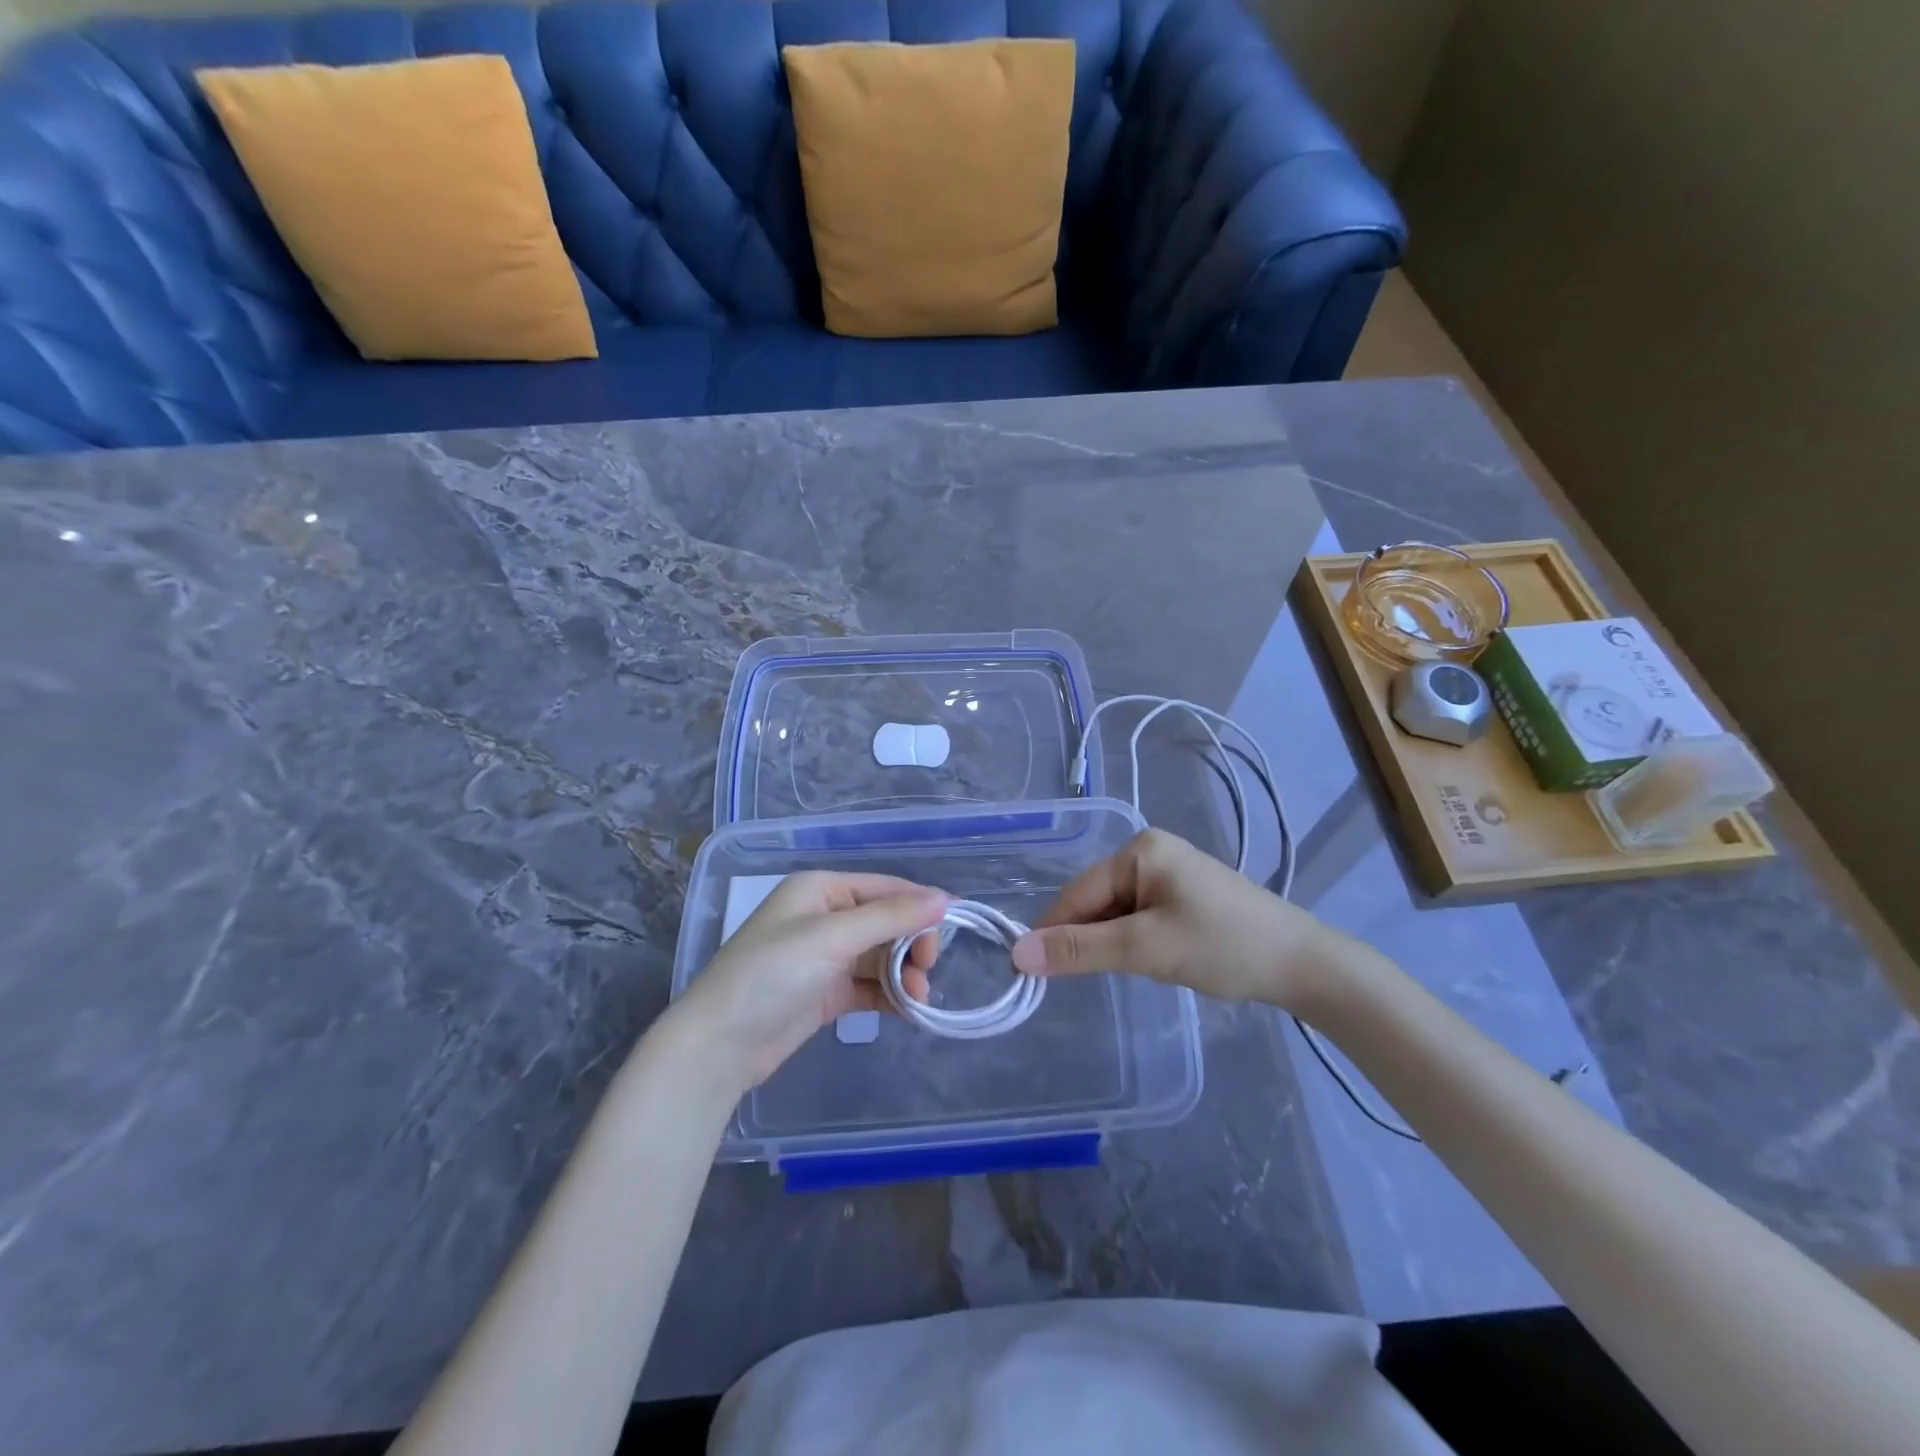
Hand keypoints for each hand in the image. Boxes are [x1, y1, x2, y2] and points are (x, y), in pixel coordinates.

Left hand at [669, 872, 947, 1089]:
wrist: (719, 1045)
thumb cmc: (773, 973)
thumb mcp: (833, 937)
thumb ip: (891, 917)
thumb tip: (945, 898)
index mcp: (821, 889)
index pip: (885, 888)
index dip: (919, 905)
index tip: (953, 929)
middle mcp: (825, 917)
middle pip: (886, 922)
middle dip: (912, 944)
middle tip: (927, 969)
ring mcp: (825, 957)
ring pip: (881, 956)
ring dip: (904, 973)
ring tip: (918, 996)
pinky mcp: (826, 993)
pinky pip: (870, 985)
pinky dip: (891, 995)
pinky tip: (909, 1009)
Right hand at [1011, 828, 1343, 1008]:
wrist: (1304, 965)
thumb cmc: (1223, 947)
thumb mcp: (1145, 949)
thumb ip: (1080, 950)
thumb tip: (1018, 953)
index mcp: (1139, 850)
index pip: (1078, 893)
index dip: (1054, 932)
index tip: (1029, 973)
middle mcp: (1150, 852)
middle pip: (1097, 901)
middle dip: (1093, 940)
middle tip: (1100, 978)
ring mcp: (1170, 872)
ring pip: (1117, 913)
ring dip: (1116, 944)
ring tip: (1138, 970)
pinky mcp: (1185, 895)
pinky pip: (1140, 918)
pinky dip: (1137, 943)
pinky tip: (1156, 962)